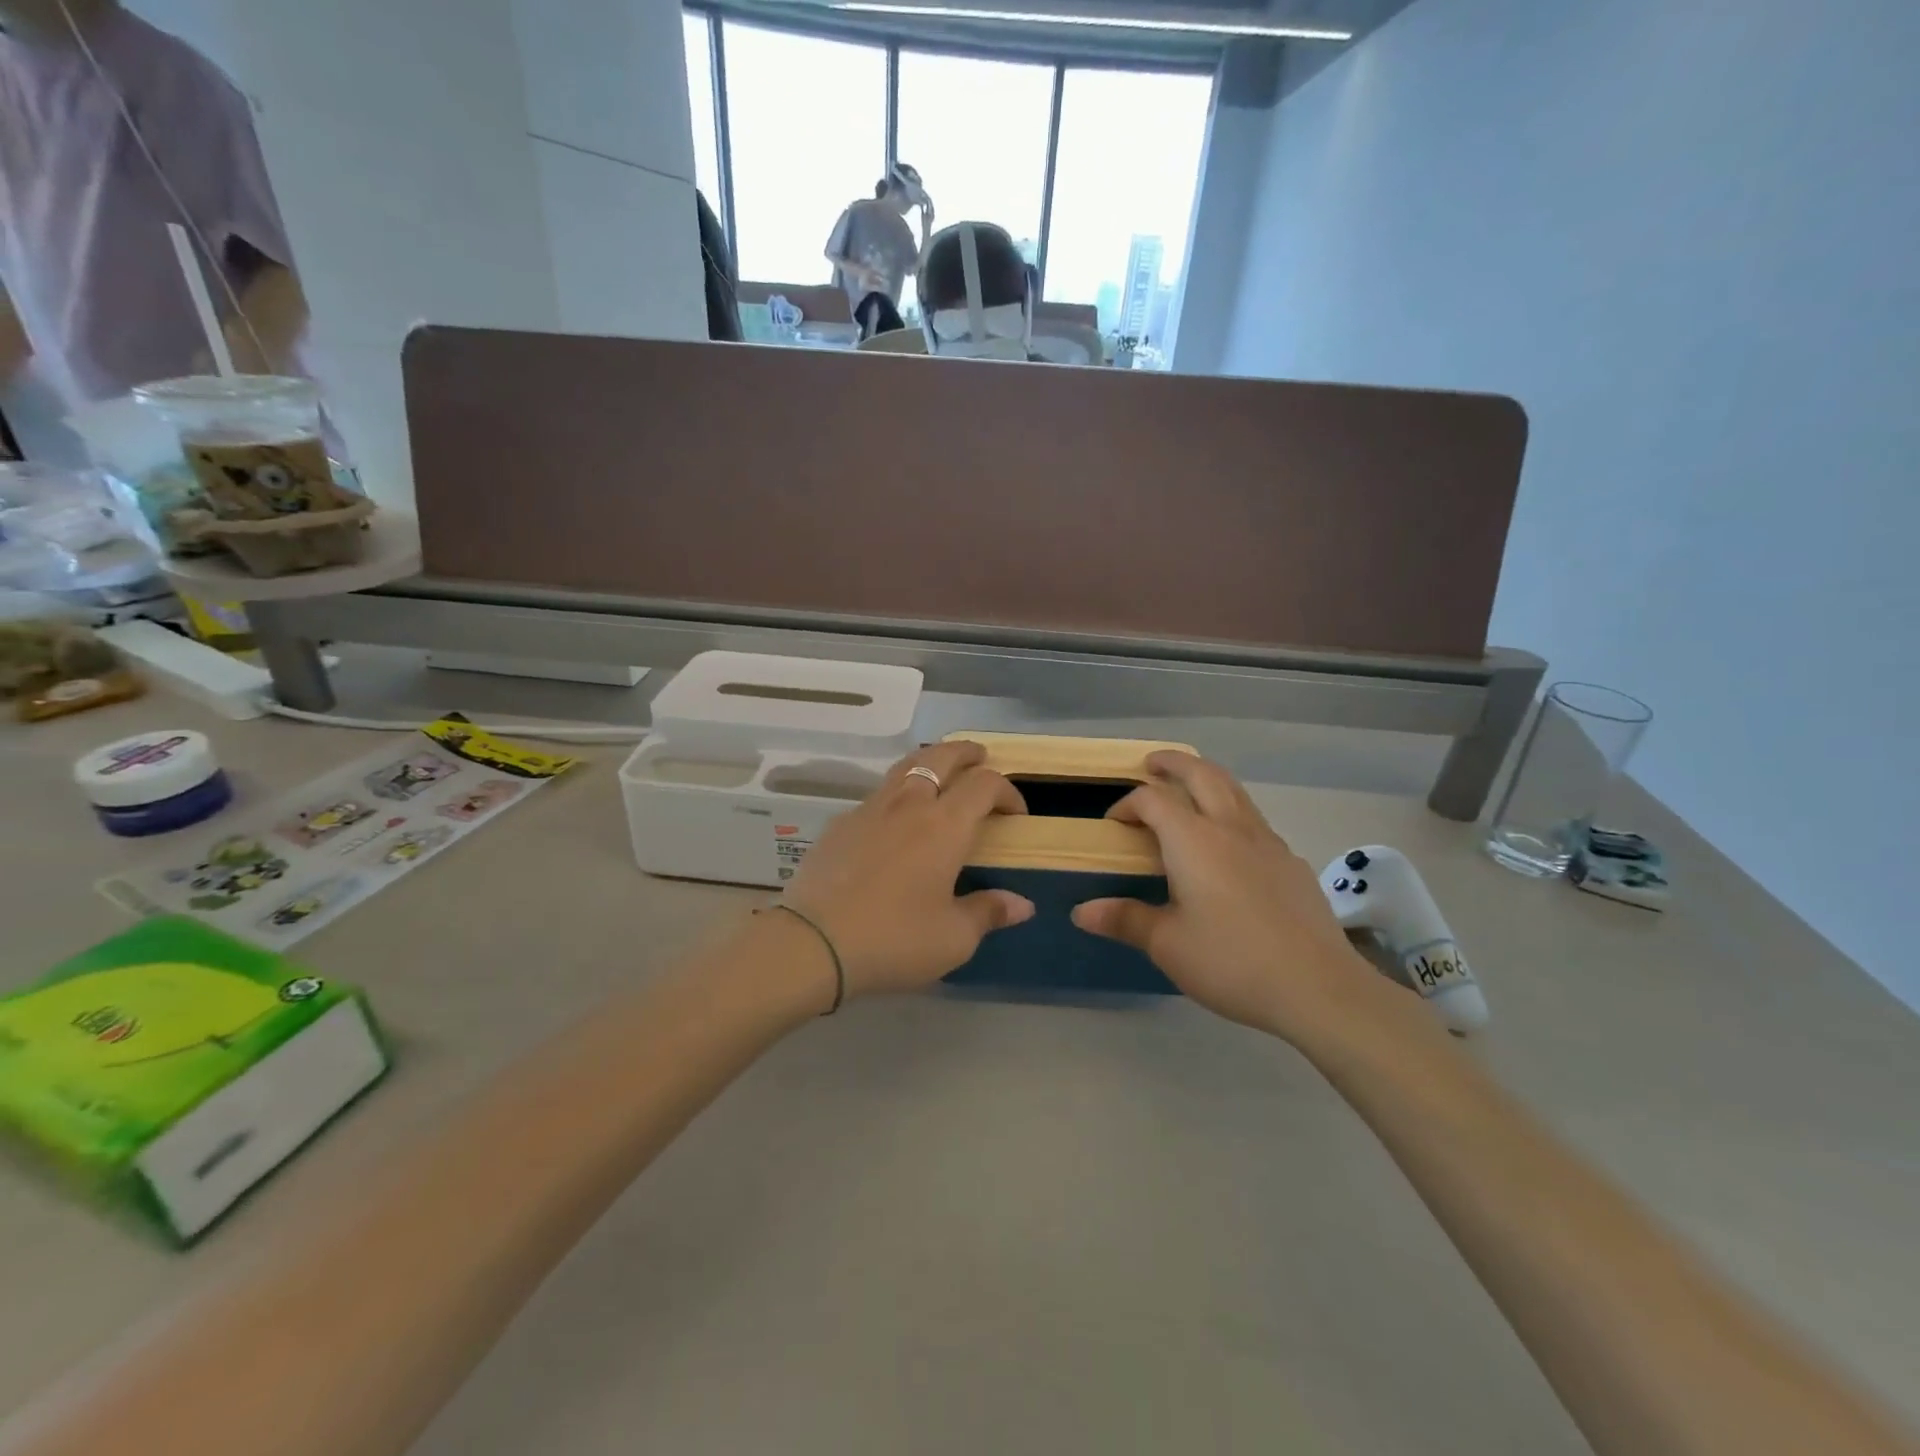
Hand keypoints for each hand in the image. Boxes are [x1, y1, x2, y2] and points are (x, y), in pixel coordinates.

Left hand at [782, 740, 1033, 997]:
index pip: (984, 785)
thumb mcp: (953, 937)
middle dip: (965, 752)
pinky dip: (897, 792)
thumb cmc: (895, 939)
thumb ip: (989, 912)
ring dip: (929, 761)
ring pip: (905, 767)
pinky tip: (895, 818)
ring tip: (939, 772)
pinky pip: (877, 794)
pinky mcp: (840, 824)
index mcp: (945, 826)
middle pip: (940, 757)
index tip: (1016, 812)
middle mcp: (909, 805)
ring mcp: (870, 809)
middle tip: (980, 756)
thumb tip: (1022, 904)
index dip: (1006, 791)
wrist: (814, 942)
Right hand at [1071, 753, 1403, 1047]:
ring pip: (1234, 790)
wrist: (1317, 987)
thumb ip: (1124, 919)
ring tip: (1188, 790)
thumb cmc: (1231, 961)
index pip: (1152, 800)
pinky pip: (1254, 820)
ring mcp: (1267, 841)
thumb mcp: (1167, 944)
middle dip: (1173, 762)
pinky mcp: (1291, 862)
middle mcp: (1230, 828)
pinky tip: (1228, 846)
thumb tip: (1081, 911)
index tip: (1113, 824)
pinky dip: (1231, 812)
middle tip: (1152, 764)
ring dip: (1206, 779)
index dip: (1127, 804)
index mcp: (1193, 841)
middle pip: (1201, 773)